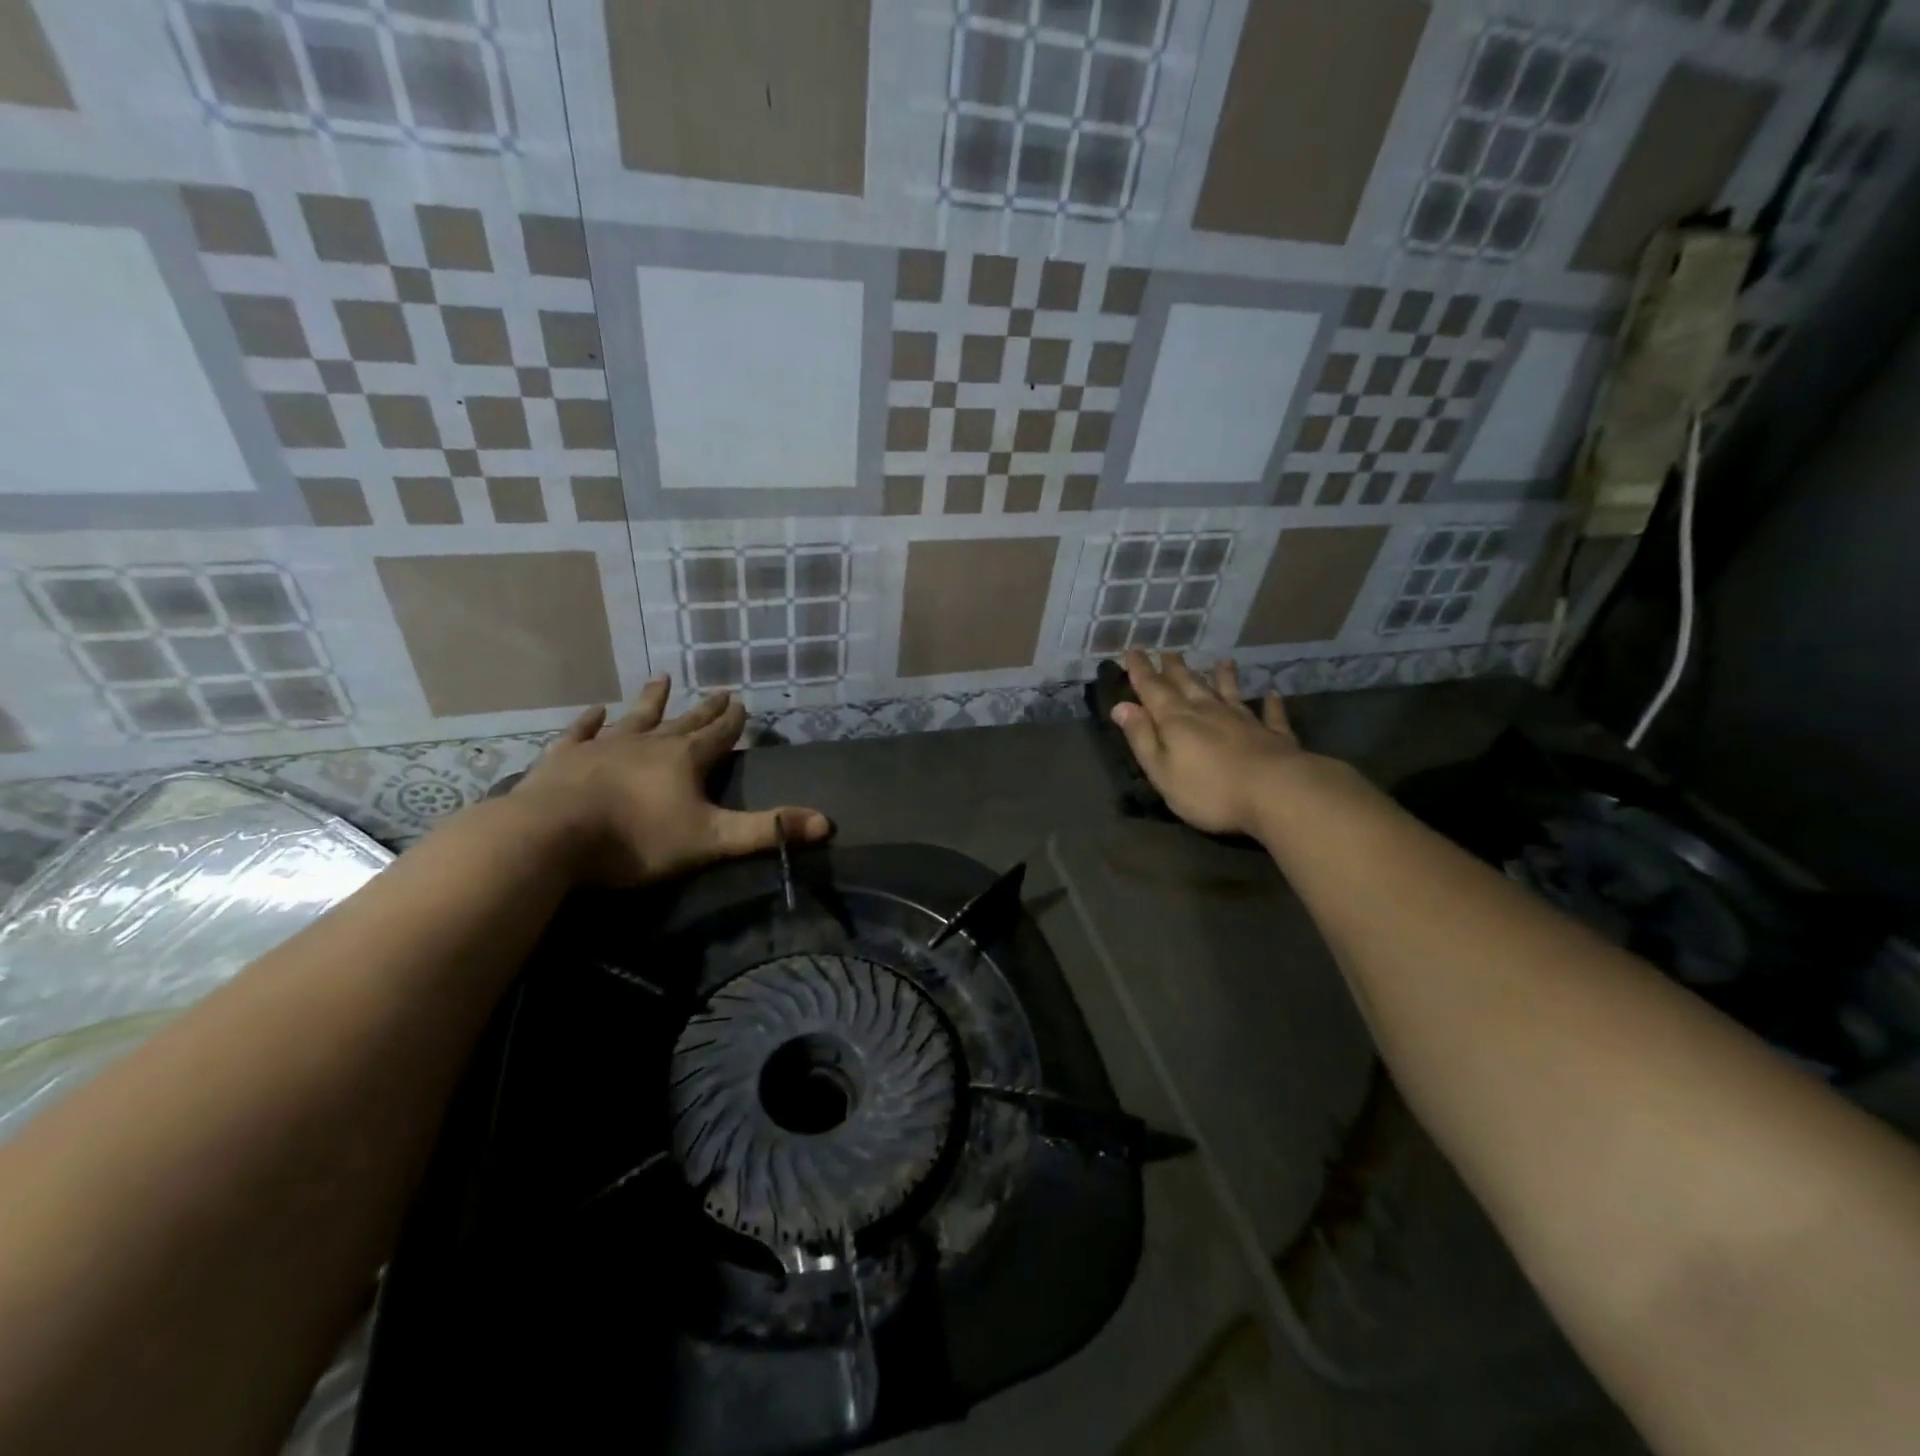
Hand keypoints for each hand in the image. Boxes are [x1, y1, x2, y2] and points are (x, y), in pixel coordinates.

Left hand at [513, 677, 830, 884]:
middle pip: (683, 721)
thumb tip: (828, 823)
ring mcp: (604, 746)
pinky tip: (596, 710)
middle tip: (719, 689)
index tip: (742, 701)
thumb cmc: (637, 841)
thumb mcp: (712, 840)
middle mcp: (648, 744)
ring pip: (635, 717)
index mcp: (684, 760)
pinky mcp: (565, 758)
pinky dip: (590, 721)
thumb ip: (768, 830)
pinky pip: (581, 732)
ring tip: (662, 678)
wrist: (551, 837)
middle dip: (704, 708)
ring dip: (651, 700)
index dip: (733, 721)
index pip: (718, 735)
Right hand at [1109, 650, 1309, 837]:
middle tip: (1168, 651)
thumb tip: (1121, 706)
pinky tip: (1272, 694)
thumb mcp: (1161, 770)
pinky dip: (1270, 703)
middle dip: (1175, 668)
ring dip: (1223, 677)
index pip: (1152, 689)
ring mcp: (1244, 720)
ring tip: (1222, 661)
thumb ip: (1142, 737)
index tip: (1132, 651)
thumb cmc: (1208, 789)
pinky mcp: (1273, 735)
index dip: (1140, 670)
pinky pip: (1270, 714)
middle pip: (1188, 684)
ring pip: (1229, 692)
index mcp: (1176, 720)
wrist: (1276, 792)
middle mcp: (1208, 711)